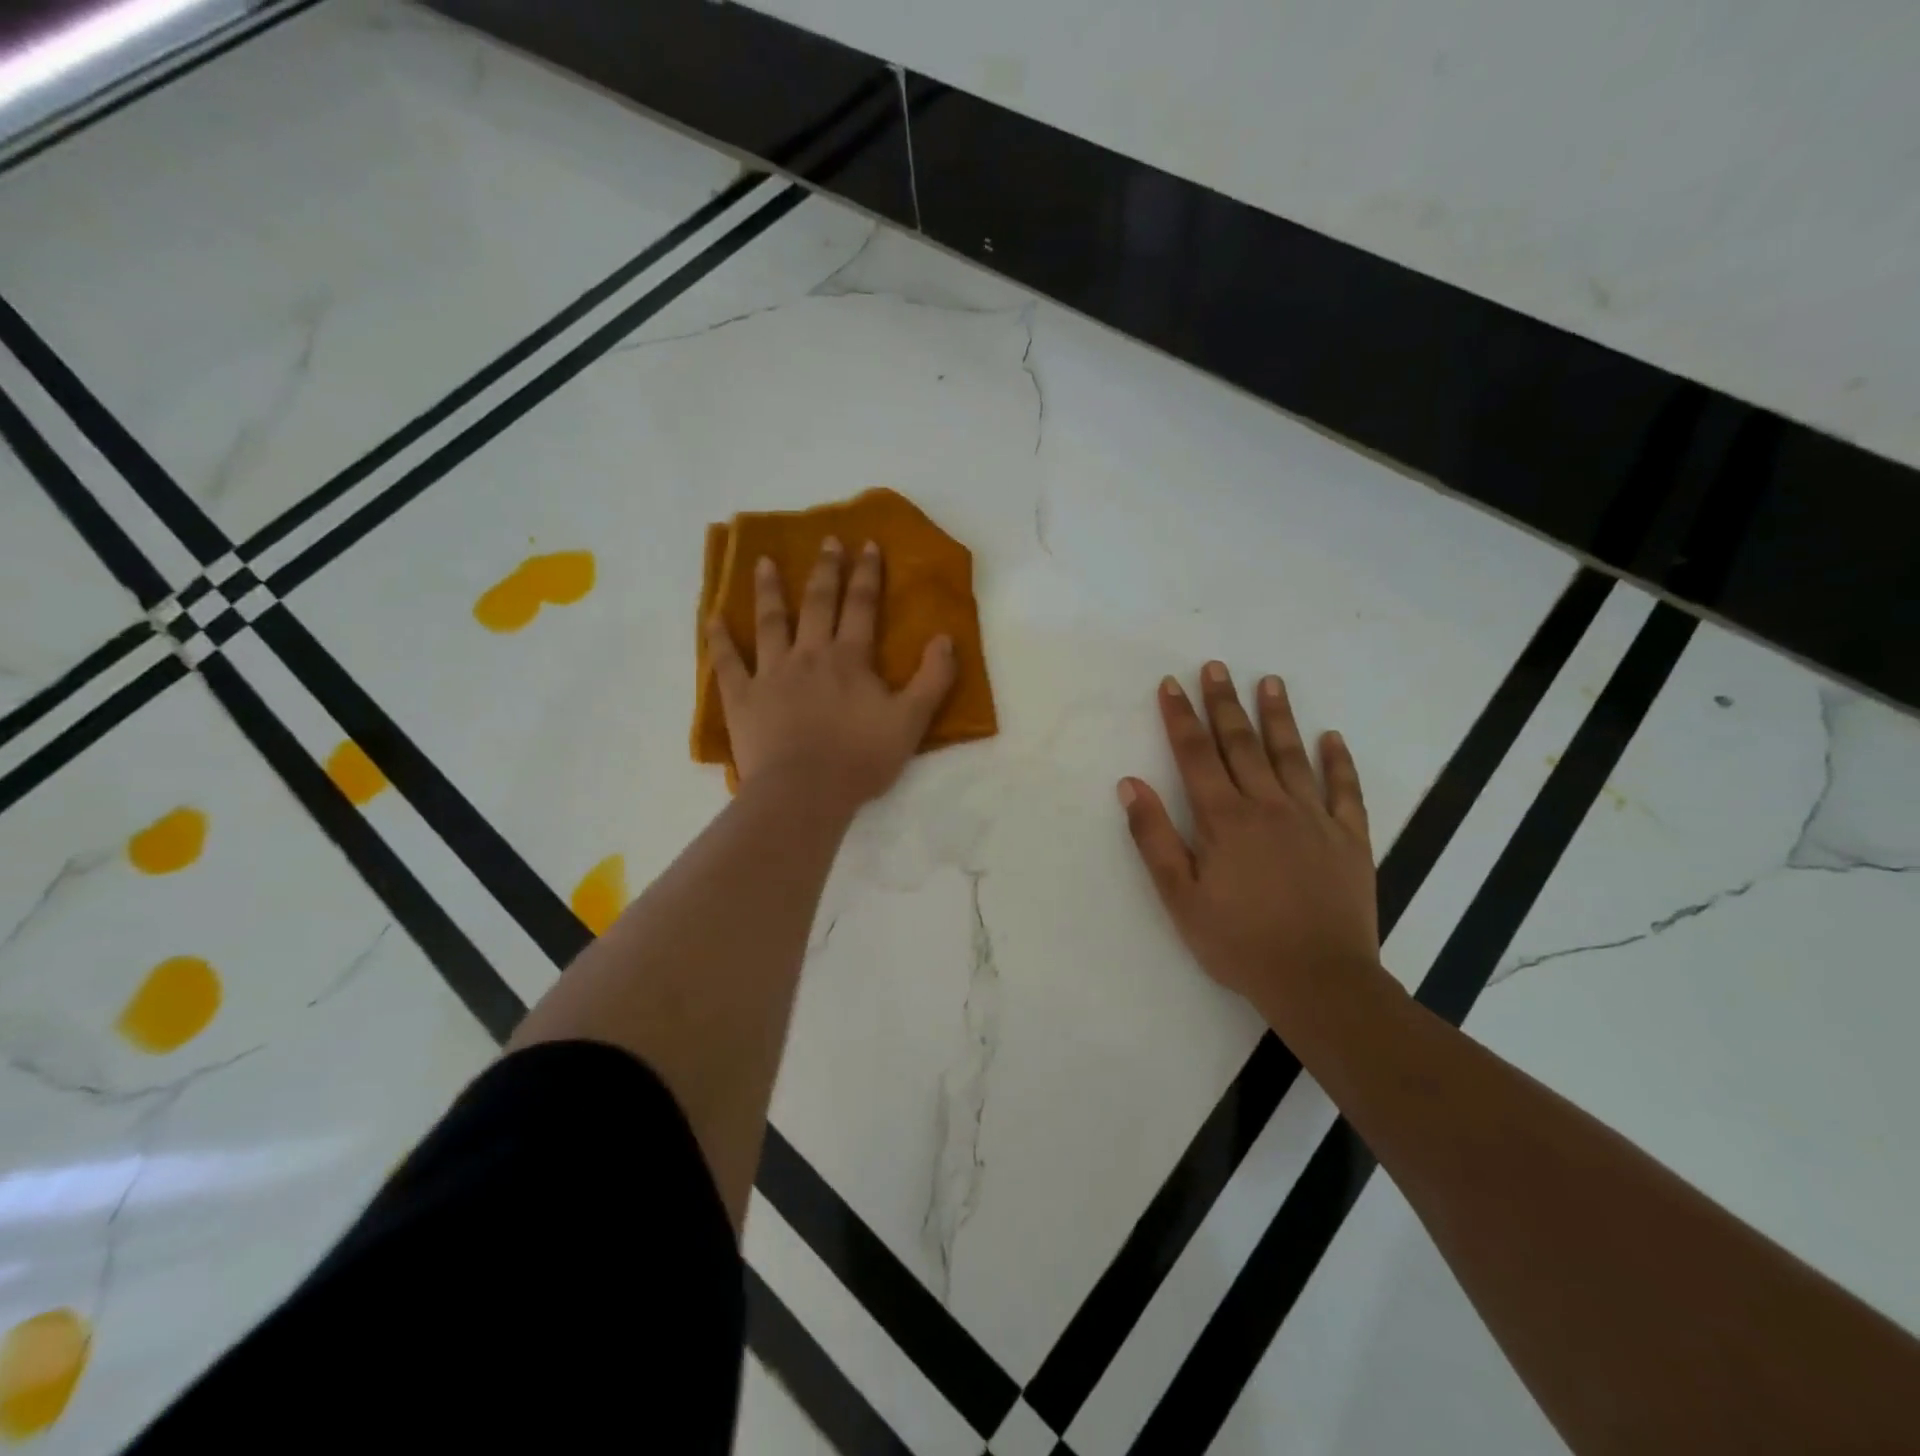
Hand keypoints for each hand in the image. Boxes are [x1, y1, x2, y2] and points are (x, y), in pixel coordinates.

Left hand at [706, 538, 956, 808]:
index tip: (866, 544)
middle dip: (825, 570)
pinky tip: (713, 618)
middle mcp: (809, 654)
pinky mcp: (742, 698)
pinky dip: (720, 640)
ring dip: (769, 590)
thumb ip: (933, 678)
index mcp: (849, 658)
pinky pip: (727, 663)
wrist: (804, 792)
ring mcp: (771, 674)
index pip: (861, 606)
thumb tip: (945, 637)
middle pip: (818, 603)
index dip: (866, 574)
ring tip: (765, 562)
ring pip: (770, 622)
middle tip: (826, 541)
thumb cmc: (860, 758)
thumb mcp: (911, 721)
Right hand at [1118, 663, 1384, 1024]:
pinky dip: (1338, 761)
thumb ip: (1153, 837)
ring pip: (1291, 755)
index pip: (1195, 754)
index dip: (1180, 716)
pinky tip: (1331, 737)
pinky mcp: (1350, 838)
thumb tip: (1130, 784)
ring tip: (1269, 681)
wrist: (1318, 981)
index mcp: (1224, 818)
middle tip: (1215, 667)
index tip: (1171, 684)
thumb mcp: (1179, 896)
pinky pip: (1345, 790)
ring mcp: (1314, 818)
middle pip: (1241, 743)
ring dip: (1278, 716)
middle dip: (1223, 702)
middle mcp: (1268, 805)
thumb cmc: (1238, 942)